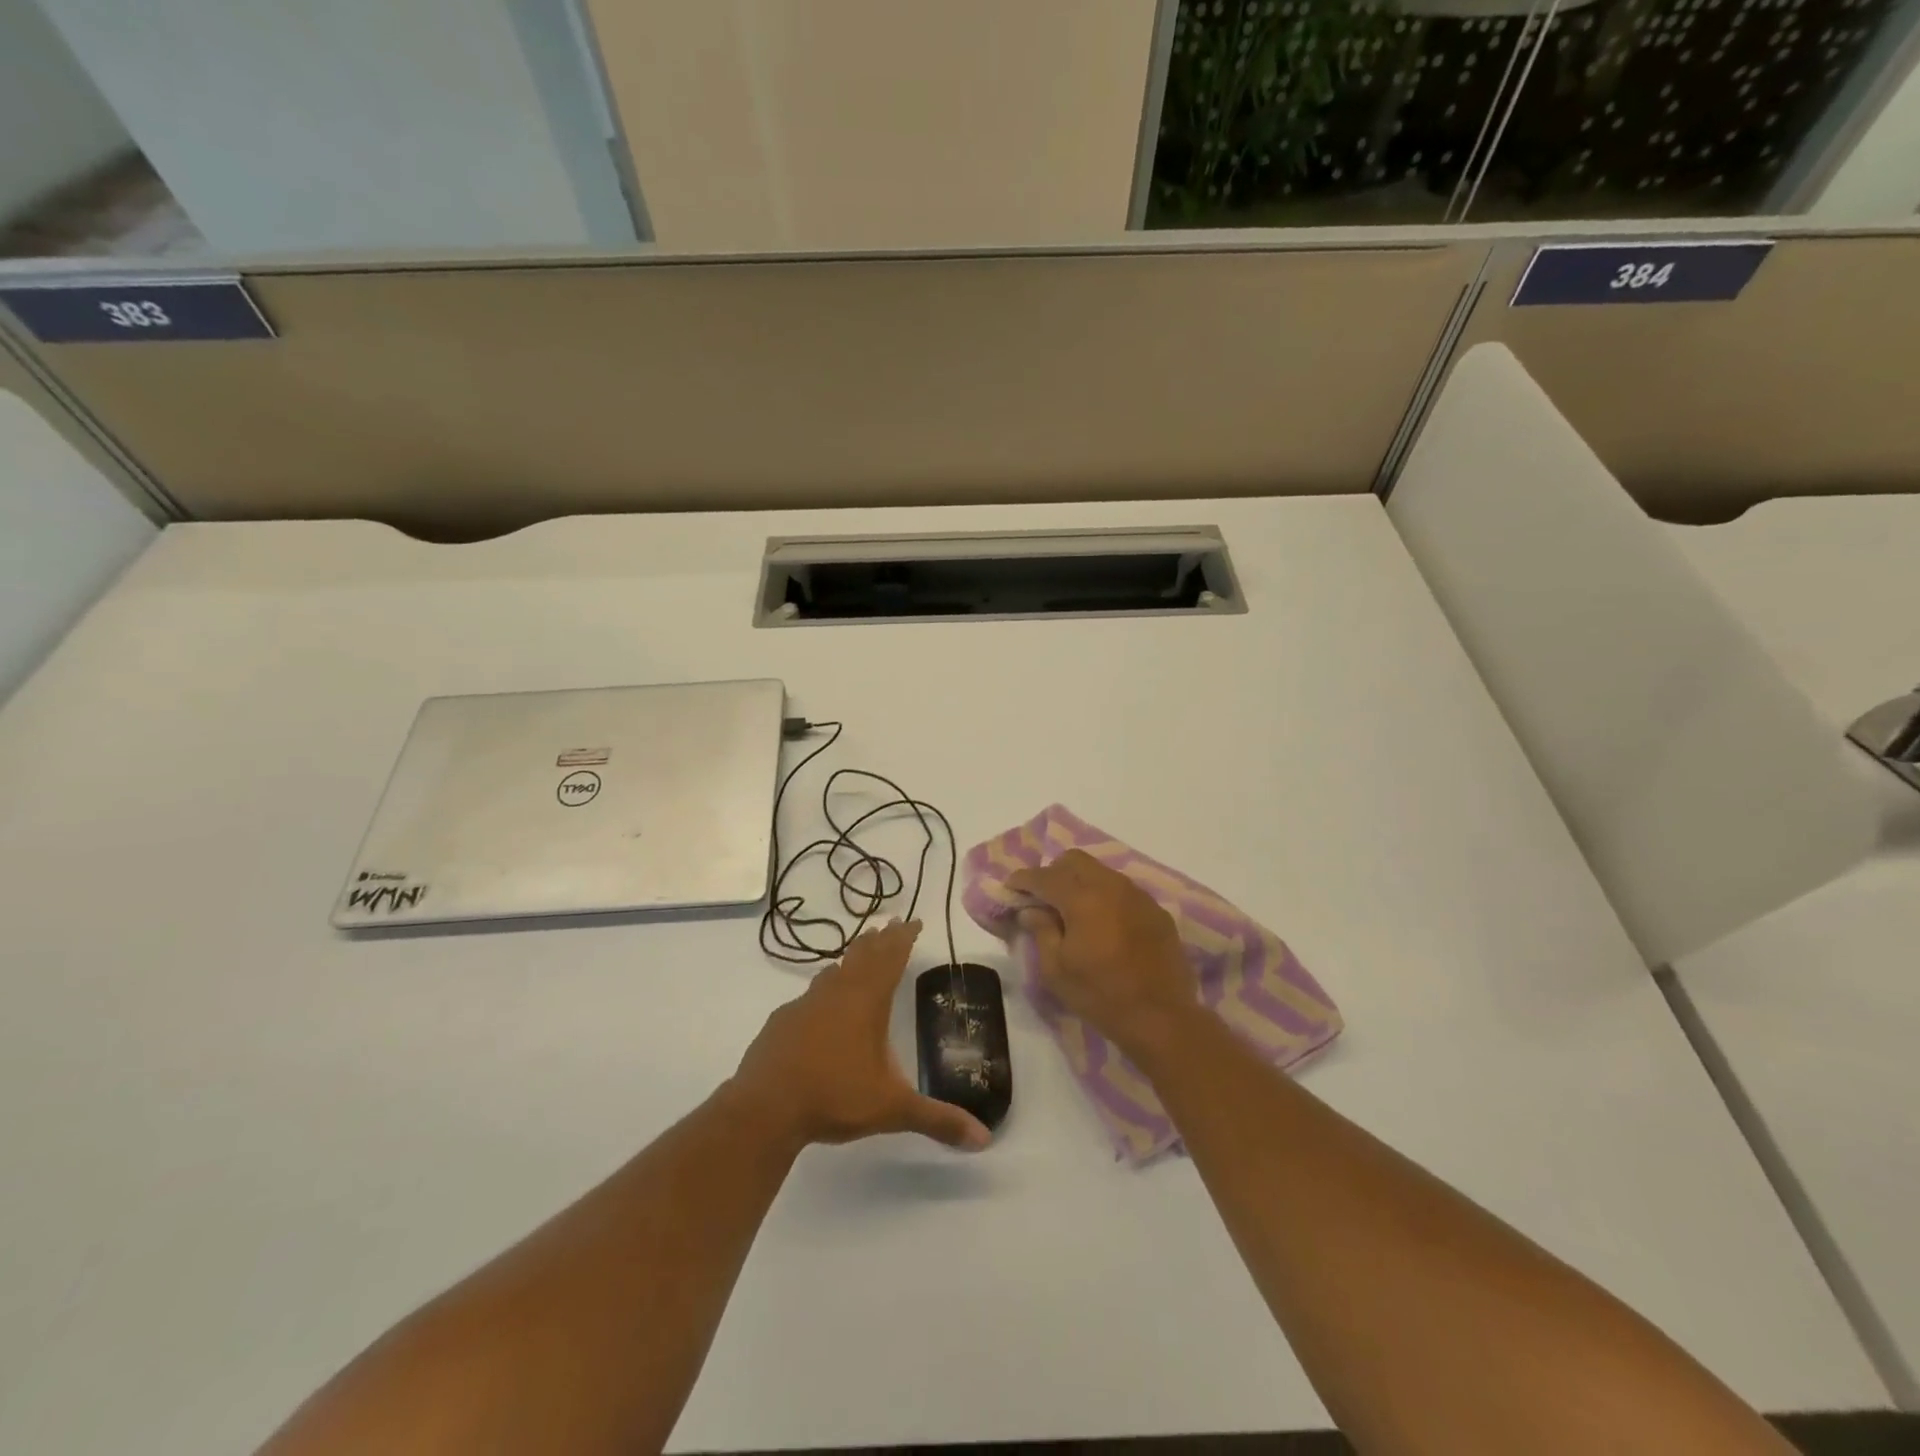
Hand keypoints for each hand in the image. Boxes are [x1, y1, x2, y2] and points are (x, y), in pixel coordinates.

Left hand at [729, 920, 989, 1151]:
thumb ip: (937, 1120)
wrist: (765, 1107)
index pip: (891, 958)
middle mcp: (837, 993)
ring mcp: (806, 1004)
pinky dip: (824, 988)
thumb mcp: (892, 1109)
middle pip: (863, 955)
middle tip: (891, 924)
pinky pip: (810, 994)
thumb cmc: (835, 1097)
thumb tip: (984, 1139)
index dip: (903, 938)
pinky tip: (821, 1003)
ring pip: (834, 970)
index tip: (913, 920)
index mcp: (867, 1002)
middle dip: (880, 939)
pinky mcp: (783, 1021)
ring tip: (860, 953)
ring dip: (852, 958)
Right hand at [1007, 850, 1197, 1054]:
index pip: (1045, 876)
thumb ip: (1041, 931)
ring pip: (1101, 871)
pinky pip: (1123, 889)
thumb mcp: (1057, 970)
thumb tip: (1031, 910)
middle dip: (1053, 872)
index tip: (1010, 887)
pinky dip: (1105, 896)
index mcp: (1083, 898)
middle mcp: (1111, 886)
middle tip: (1042, 897)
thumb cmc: (1101, 996)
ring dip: (1080, 882)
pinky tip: (1103, 923)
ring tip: (1072, 909)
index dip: (1023, 879)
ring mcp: (1138, 895)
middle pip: (1074, 860)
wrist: (1162, 1018)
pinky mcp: (1156, 910)